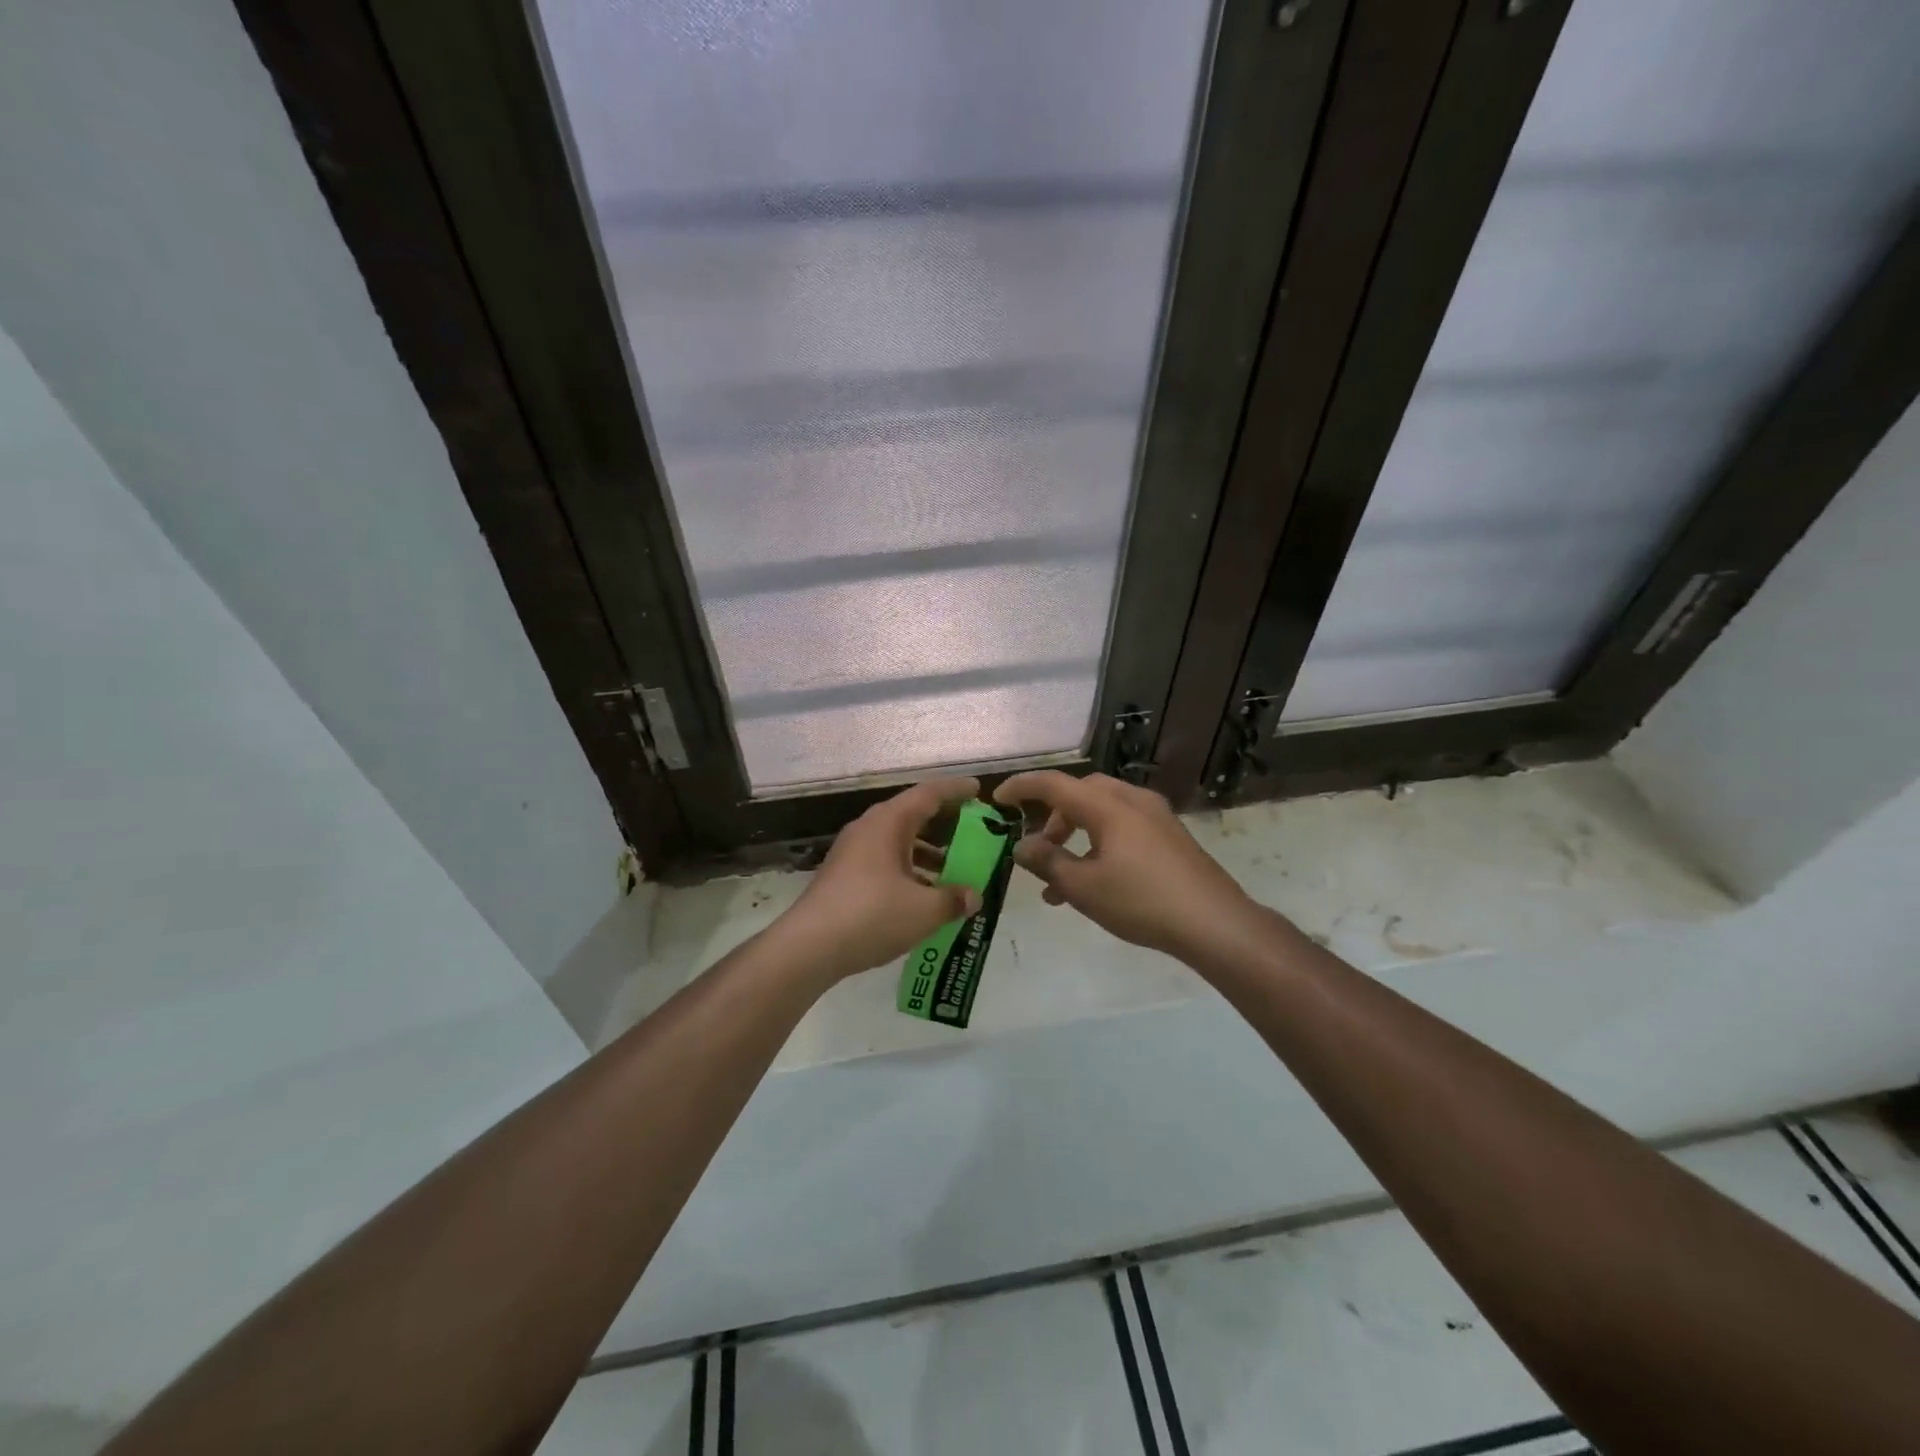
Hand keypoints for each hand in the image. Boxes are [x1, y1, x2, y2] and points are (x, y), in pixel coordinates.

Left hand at [778, 777, 985, 980]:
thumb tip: (973, 896)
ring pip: (897, 843)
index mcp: (887, 823)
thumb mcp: (923, 910)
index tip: (978, 790)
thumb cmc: (871, 915)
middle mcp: (868, 829)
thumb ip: (953, 900)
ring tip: (953, 871)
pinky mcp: (844, 877)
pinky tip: (922, 897)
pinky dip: (908, 871)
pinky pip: (884, 862)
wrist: (809, 947)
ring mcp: (852, 853)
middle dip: (943, 824)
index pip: (928, 794)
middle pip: (912, 816)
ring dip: (926, 853)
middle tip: (972, 832)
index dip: (955, 790)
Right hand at [993, 771, 1256, 961]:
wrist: (1215, 923)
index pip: (1054, 784)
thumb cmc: (1142, 901)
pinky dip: (1100, 843)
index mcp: (1108, 805)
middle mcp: (1132, 800)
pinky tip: (1095, 883)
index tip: (997, 801)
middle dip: (1053, 817)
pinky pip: (1123, 827)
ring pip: (1102, 812)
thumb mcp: (1084, 887)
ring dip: (1076, 836)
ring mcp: (1156, 816)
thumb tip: (1021, 847)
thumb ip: (1047, 863)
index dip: (1022, 788)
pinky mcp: (1170, 836)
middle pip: (1081, 794)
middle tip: (1038, 847)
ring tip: (1060, 880)